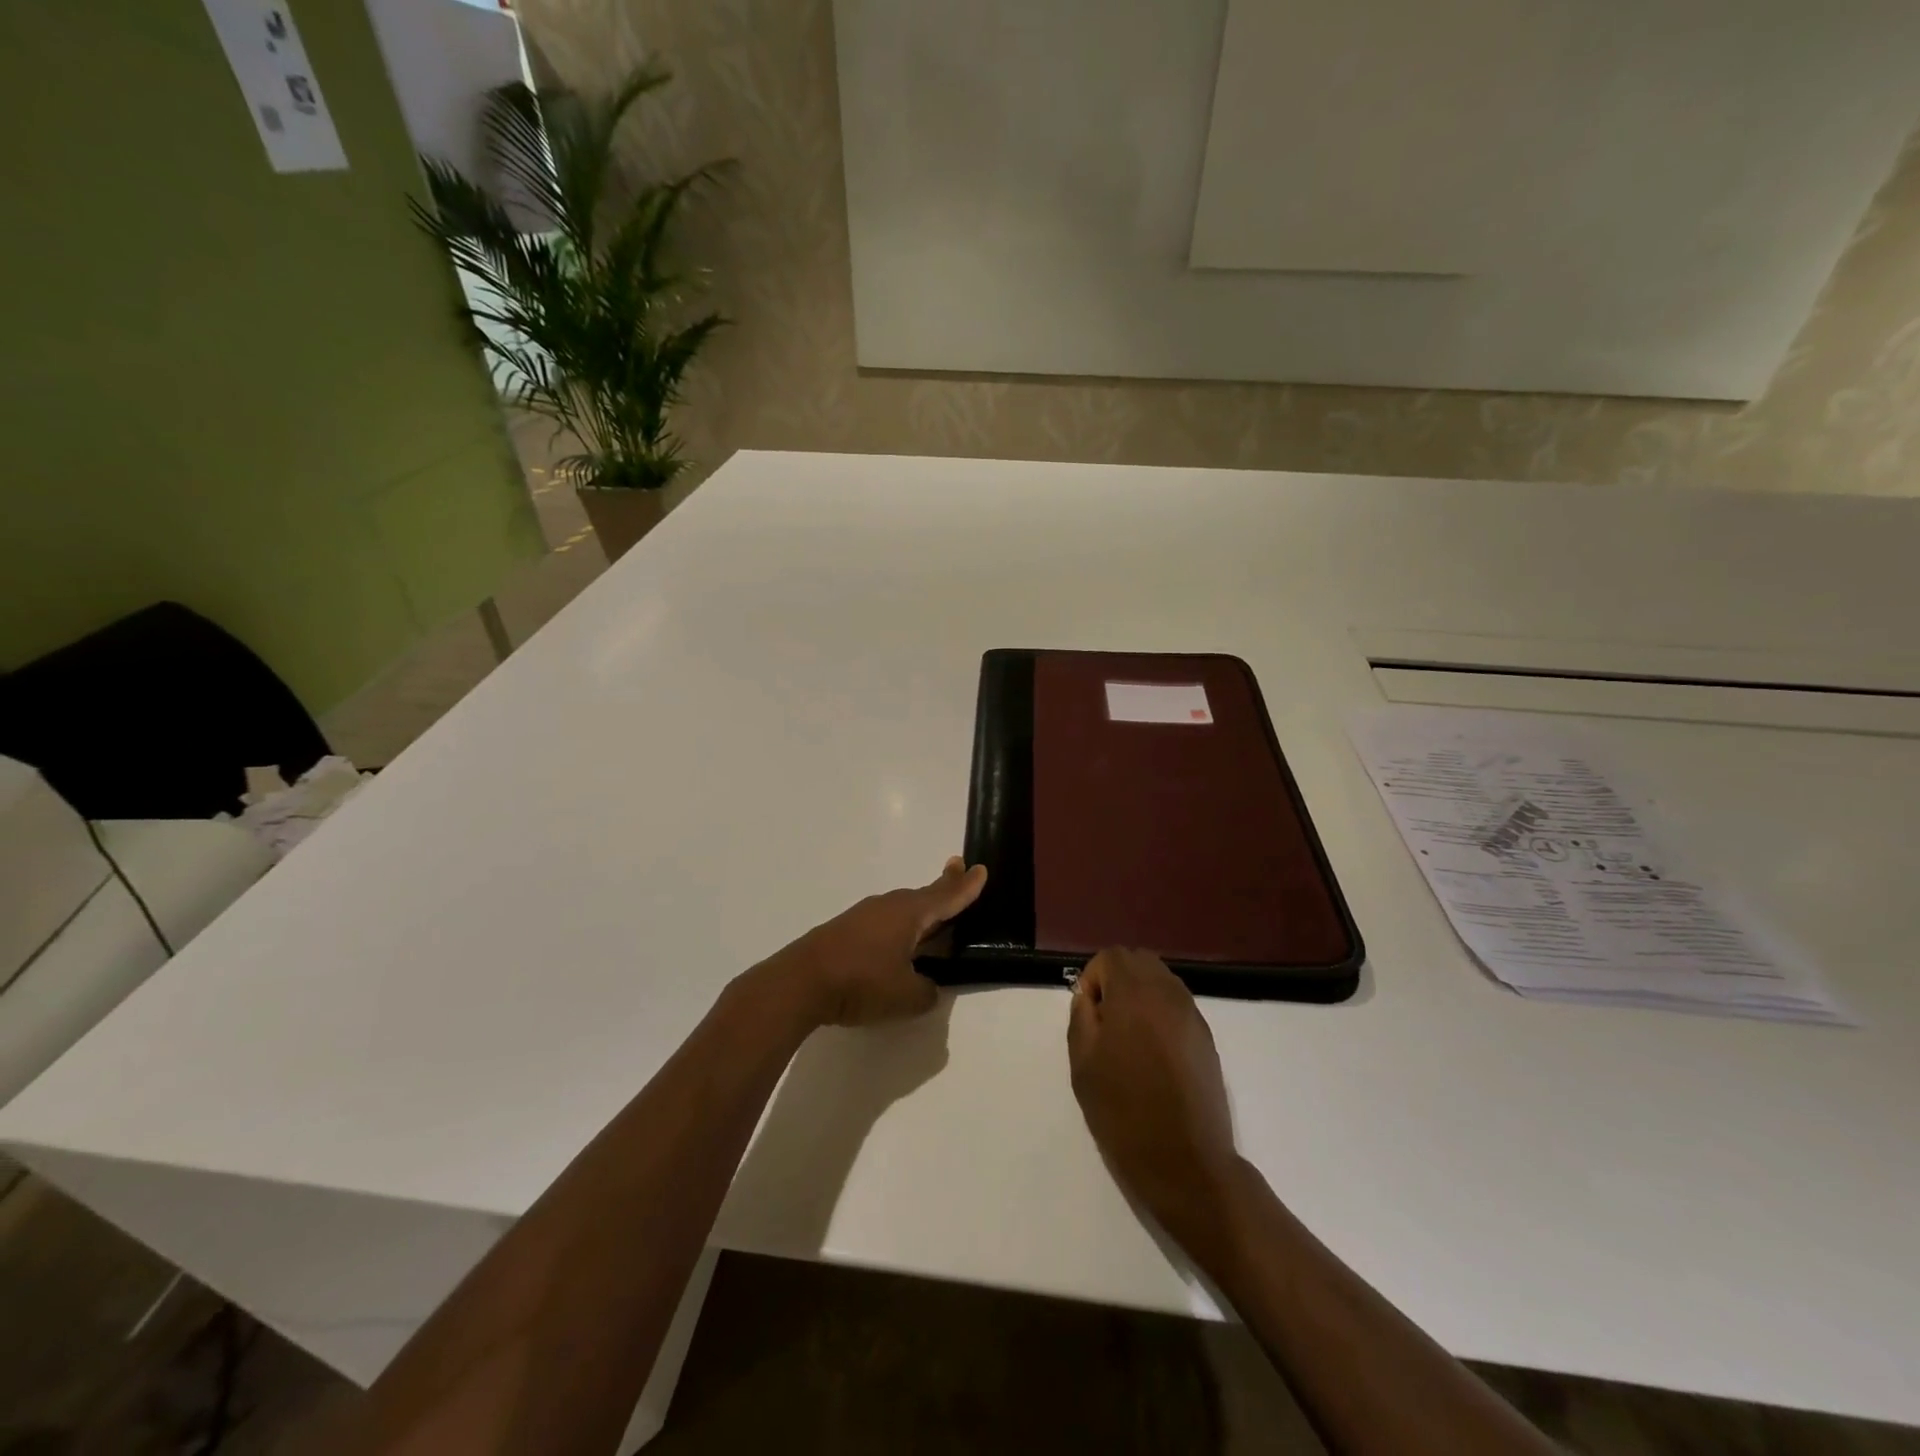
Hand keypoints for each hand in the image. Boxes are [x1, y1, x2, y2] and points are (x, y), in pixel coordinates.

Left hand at [776, 857, 987, 1027]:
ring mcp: (863, 916)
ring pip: (901, 909)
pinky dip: (898, 926)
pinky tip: (896, 943)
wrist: (799, 983)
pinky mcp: (845, 930)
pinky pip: (883, 922)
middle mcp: (888, 906)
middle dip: (944, 887)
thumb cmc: (861, 983)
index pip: (946, 896)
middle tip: (959, 872)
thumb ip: (927, 991)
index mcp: (910, 914)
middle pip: (924, 896)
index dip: (966, 886)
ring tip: (933, 916)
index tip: (980, 868)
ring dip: (919, 910)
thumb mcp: (906, 996)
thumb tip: (928, 986)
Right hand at [1068, 948, 1242, 1258]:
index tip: (1090, 1018)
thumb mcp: (1083, 1063)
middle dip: (1118, 980)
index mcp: (1135, 993)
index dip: (1093, 980)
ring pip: (1161, 981)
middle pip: (1139, 961)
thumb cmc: (1124, 1111)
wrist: (1186, 1163)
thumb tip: (1089, 997)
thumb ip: (1082, 1016)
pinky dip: (1161, 1015)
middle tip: (1106, 1023)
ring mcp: (1192, 1015)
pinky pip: (1177, 1006)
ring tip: (1130, 1040)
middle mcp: (1168, 993)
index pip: (1111, 957)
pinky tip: (1154, 1056)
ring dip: (1141, 996)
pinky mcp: (1206, 1038)